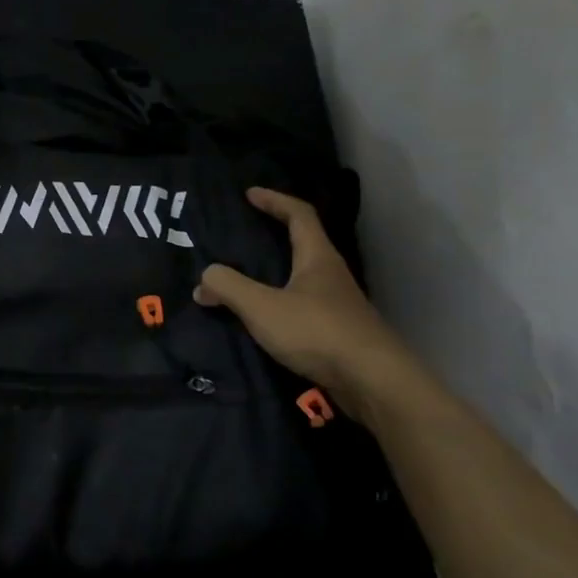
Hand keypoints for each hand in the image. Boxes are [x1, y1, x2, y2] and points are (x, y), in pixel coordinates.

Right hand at [194, 187, 413, 413]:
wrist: (373, 382)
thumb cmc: (317, 331)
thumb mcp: (262, 307)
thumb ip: (228, 287)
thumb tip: (205, 278)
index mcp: (317, 258)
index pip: (299, 215)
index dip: (274, 201)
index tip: (250, 194)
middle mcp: (331, 275)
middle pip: (304, 244)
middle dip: (275, 234)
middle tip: (245, 234)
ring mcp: (338, 305)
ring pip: (303, 277)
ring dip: (277, 272)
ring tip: (247, 278)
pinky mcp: (338, 332)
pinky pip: (303, 305)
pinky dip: (281, 301)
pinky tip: (265, 318)